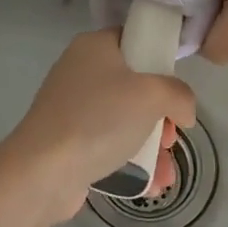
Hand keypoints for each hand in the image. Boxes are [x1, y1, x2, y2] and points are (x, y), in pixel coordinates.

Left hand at [1, 29, 196, 222]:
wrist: (43, 171)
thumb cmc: (100, 119)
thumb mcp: (153, 96)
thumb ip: (179, 95)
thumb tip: (184, 111)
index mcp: (95, 47)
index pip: (135, 41)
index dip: (161, 63)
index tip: (176, 91)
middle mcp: (81, 71)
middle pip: (134, 86)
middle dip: (161, 116)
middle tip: (171, 136)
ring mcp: (72, 108)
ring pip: (124, 120)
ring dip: (151, 146)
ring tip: (165, 173)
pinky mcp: (68, 141)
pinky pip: (108, 145)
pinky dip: (130, 162)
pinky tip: (150, 186)